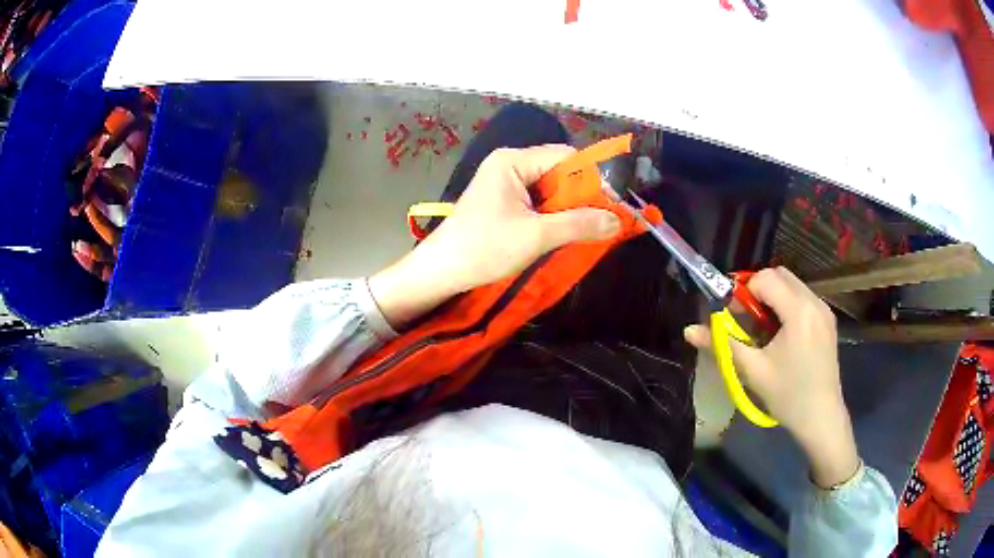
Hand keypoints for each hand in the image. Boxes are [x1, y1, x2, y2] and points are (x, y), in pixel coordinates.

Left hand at [369, 145, 620, 328]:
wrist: (441, 271)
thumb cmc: (484, 248)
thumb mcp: (536, 236)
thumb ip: (579, 224)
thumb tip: (617, 220)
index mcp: (513, 161)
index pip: (565, 157)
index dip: (592, 179)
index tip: (610, 206)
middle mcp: (509, 165)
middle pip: (559, 171)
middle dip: (580, 197)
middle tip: (600, 222)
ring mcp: (505, 183)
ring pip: (550, 189)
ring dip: (568, 209)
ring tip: (582, 231)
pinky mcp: (503, 201)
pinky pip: (538, 202)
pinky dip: (553, 216)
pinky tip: (561, 233)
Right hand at [684, 267, 859, 487]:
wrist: (821, 417)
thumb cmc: (788, 395)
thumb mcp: (753, 370)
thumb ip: (722, 344)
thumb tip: (688, 331)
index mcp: (798, 311)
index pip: (765, 278)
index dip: (743, 291)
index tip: (732, 313)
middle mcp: (814, 302)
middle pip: (780, 274)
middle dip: (758, 289)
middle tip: (745, 318)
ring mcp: (824, 309)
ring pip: (792, 284)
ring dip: (772, 297)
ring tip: (763, 328)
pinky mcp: (827, 319)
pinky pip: (803, 297)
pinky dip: (787, 305)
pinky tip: (781, 333)